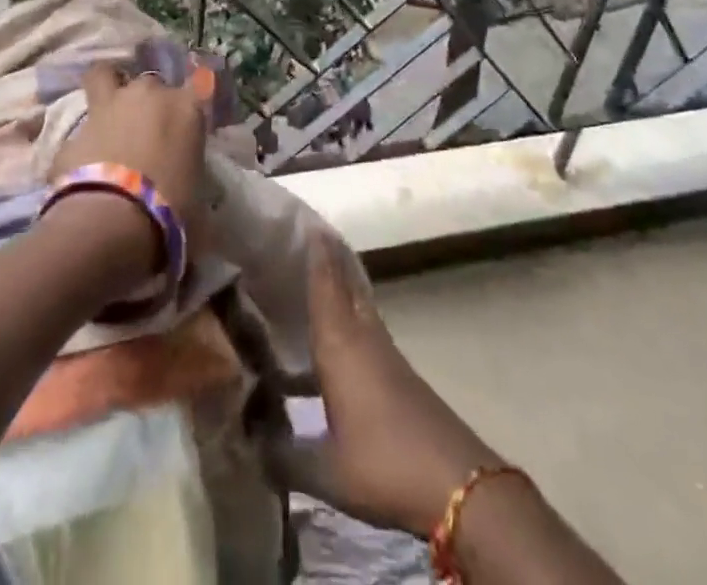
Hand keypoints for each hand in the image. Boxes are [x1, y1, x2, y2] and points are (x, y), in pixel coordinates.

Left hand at [49, 61, 212, 254]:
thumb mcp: (197, 195)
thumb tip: (185, 184)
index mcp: (187, 107)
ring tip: (110, 114)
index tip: (187, 121)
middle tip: (147, 129)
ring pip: (105, 74)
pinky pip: (82, 125)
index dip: (191, 102)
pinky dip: (83, 139)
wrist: (113, 220)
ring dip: (108, 88)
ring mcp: (109, 104)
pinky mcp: (75, 127)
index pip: (200, 85)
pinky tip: (82, 161)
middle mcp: (149, 94)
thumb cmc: (171, 210)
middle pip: (151, 83)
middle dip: (149, 100)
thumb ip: (191, 174)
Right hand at [273, 237, 501, 536]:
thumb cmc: (384, 463)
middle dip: (330, 258)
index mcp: (340, 344)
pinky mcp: (400, 376)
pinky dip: (351, 315)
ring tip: (319, 274)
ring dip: (342, 284)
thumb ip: (283, 456)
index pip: (325, 285)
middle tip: (311, 234)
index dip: (316, 253)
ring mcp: (386, 355)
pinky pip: (368, 328)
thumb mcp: (326, 470)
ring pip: (359, 305)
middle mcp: (363, 337)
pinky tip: (338, 336)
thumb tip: (250, 444)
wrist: (457, 485)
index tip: (305, 221)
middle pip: (346, 284)